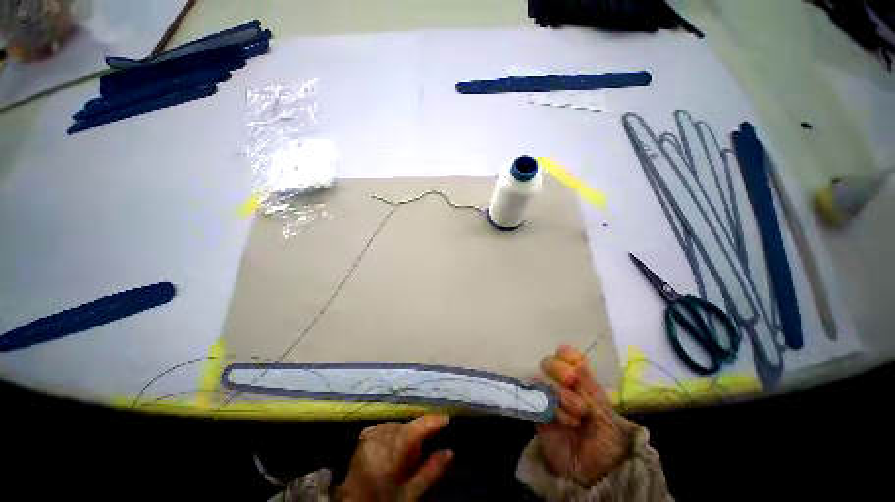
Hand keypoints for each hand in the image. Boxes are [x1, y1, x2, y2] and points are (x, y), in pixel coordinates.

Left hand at [336, 414, 453, 501]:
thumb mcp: (410, 495)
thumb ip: (430, 472)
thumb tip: (450, 451)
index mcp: (390, 455)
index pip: (415, 430)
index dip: (432, 422)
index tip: (447, 418)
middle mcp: (379, 439)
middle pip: (406, 427)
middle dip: (418, 433)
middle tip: (425, 446)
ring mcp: (370, 435)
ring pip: (398, 426)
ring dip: (406, 434)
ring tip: (407, 453)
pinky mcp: (365, 435)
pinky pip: (388, 426)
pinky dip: (395, 433)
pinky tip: (395, 446)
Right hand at [537, 345, 628, 485]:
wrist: (597, 471)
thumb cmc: (607, 437)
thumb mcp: (603, 408)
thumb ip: (587, 382)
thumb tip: (573, 355)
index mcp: (579, 380)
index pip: (565, 355)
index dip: (566, 355)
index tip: (574, 362)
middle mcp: (560, 385)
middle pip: (548, 362)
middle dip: (559, 370)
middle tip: (572, 382)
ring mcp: (547, 398)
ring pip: (541, 379)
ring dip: (561, 394)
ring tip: (578, 414)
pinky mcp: (539, 412)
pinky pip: (538, 401)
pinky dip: (554, 409)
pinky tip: (567, 423)